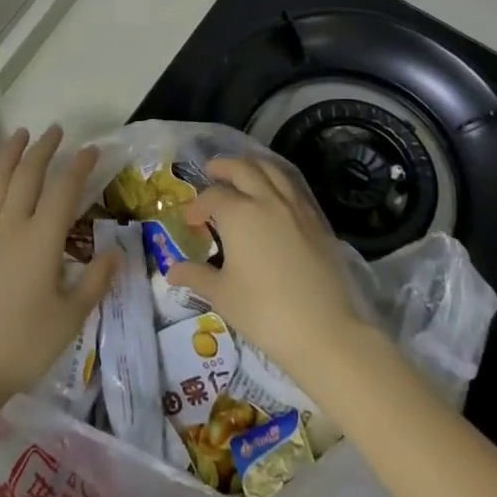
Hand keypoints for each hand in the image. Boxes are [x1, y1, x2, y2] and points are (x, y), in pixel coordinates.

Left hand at [0, 126, 115, 426]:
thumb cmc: (23, 345)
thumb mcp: (71, 318)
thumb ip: (95, 281)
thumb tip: (116, 251)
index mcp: (41, 241)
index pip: (64, 191)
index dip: (79, 166)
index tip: (91, 150)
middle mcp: (11, 227)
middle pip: (27, 176)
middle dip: (43, 149)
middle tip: (56, 131)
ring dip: (9, 154)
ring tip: (19, 133)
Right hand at [166, 156, 367, 378]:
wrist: (324, 331)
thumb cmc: (264, 312)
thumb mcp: (222, 295)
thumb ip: (196, 276)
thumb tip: (172, 271)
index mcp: (238, 214)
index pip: (211, 196)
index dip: (196, 206)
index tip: (190, 221)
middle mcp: (267, 200)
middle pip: (242, 168)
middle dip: (223, 166)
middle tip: (211, 171)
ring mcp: (296, 208)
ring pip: (273, 170)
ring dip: (253, 165)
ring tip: (243, 172)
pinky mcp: (317, 222)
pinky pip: (294, 188)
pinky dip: (278, 181)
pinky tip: (274, 195)